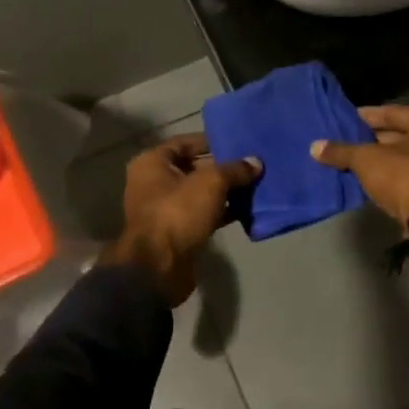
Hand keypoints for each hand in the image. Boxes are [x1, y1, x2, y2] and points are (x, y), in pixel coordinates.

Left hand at [100, 133, 260, 306]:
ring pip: (199, 193)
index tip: (237, 142)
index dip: (211, 141)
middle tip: (251, 164)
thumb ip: (235, 169)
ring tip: (255, 185)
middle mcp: (153, 182)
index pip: (184, 142)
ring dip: (224, 191)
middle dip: (222, 168)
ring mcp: (164, 208)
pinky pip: (202, 214)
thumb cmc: (178, 212)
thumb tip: (256, 162)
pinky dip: (221, 211)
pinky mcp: (176, 231)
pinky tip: (246, 209)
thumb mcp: (211, 183)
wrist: (159, 267)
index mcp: (152, 162)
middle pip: (193, 167)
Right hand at [310, 105, 408, 225]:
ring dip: (379, 162)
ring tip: (350, 162)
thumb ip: (341, 151)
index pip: (393, 112)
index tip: (345, 119)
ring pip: (403, 159)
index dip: (367, 116)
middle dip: (372, 140)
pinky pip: (407, 179)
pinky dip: (389, 179)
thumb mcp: (366, 160)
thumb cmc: (405, 176)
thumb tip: (314, 146)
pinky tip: (366, 182)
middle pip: (400, 136)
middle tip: (344, 141)